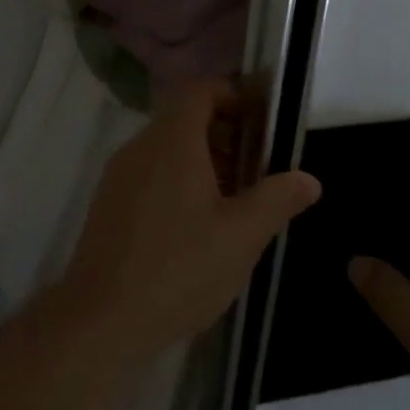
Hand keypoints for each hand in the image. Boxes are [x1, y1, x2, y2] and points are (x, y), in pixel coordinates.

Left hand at [63, 80, 321, 362]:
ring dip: (203, 161)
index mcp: (172, 142)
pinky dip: (178, 181)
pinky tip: (197, 226)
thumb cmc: (179, 269)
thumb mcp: (242, 236)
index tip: (262, 121)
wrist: (101, 319)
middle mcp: (140, 147)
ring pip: (166, 148)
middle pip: (184, 118)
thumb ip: (277, 200)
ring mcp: (119, 176)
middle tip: (258, 170)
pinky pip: (149, 173)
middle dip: (225, 135)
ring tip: (235, 202)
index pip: (200, 90)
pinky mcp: (108, 204)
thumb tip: (308, 179)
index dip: (233, 95)